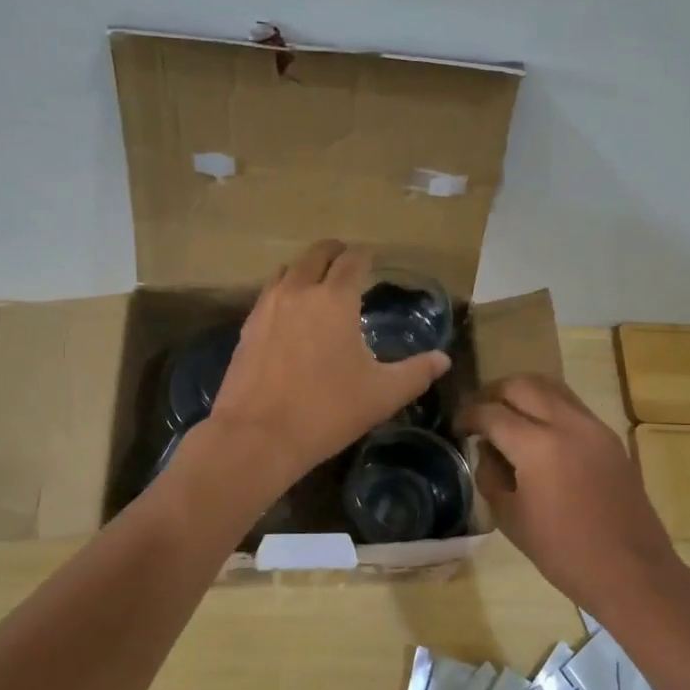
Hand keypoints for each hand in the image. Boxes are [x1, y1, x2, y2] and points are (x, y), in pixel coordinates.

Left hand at [208, 241, 450, 490]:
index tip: (373, 258)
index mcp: (335, 299)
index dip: (365, 256)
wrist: (258, 436)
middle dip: (334, 252)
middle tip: (347, 260)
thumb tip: (443, 359)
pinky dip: (283, 291)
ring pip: (287, 271)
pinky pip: (268, 295)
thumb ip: (416, 373)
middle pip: (315, 254)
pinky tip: (289, 314)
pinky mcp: (246, 328)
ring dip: (305, 269)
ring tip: (317, 283)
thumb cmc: (327, 411)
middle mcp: (298, 292)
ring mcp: (267, 308)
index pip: (352, 260)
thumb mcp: (382, 395)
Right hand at [458, 374, 680, 612]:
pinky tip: (537, 433)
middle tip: (479, 415)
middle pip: (521, 385)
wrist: (631, 571)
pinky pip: (571, 405)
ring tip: (506, 416)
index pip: (491, 413)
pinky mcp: (609, 437)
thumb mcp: (510, 517)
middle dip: (493, 393)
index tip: (456, 428)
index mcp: (537, 446)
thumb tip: (487, 449)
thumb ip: (490, 474)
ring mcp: (593, 427)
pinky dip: (547, 406)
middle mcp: (567, 424)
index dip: (467, 416)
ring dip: (522, 394)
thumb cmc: (562, 552)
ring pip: (550, 387)